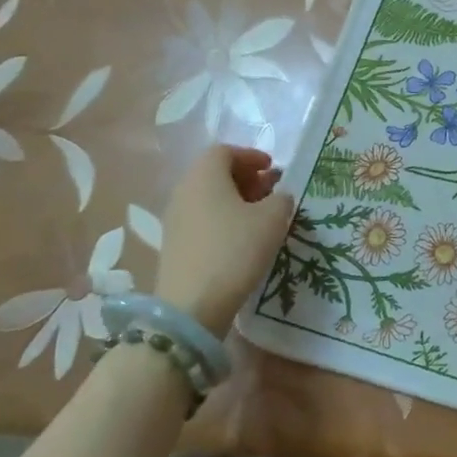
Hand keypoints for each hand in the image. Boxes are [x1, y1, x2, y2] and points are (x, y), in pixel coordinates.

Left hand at [154, 145, 295, 335]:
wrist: (192, 305)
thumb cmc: (235, 250)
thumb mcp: (273, 219)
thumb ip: (282, 199)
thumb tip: (278, 197)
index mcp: (205, 175)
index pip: (225, 151)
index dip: (251, 156)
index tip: (273, 169)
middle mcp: (184, 191)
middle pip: (214, 173)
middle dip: (245, 178)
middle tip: (270, 191)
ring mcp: (175, 219)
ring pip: (208, 197)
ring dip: (235, 200)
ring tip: (260, 217)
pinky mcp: (174, 245)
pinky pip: (201, 219)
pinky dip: (222, 220)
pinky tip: (242, 240)